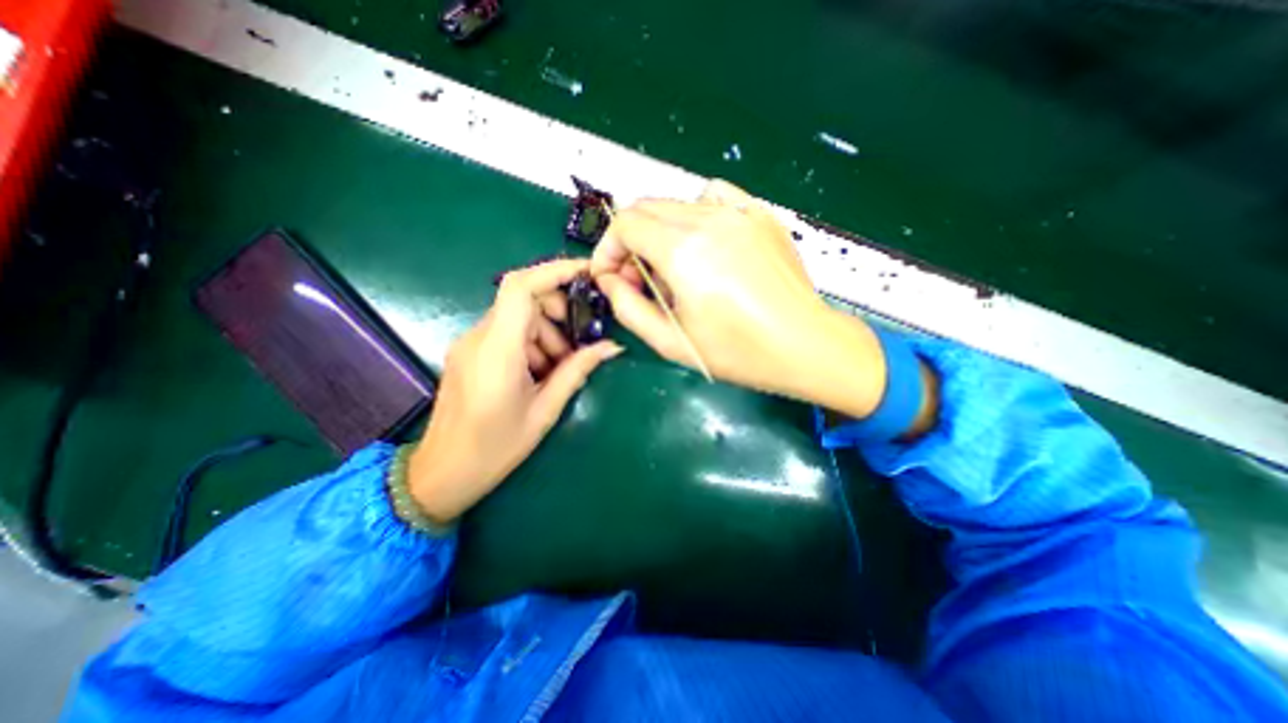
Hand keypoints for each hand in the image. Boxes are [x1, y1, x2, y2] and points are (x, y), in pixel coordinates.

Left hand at [403, 257, 621, 522]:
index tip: (586, 273)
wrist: (442, 473)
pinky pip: (506, 332)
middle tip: (577, 345)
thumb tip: (611, 347)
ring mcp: (469, 343)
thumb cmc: (495, 448)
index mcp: (497, 350)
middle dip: (557, 313)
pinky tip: (538, 373)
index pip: (521, 288)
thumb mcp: (544, 410)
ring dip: (546, 334)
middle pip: (523, 300)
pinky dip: (530, 343)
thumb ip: (577, 371)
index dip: (554, 270)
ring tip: (558, 370)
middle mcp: (478, 337)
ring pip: (517, 317)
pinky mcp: (468, 352)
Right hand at [594, 177, 898, 421]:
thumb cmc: (738, 352)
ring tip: (673, 268)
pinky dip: (696, 214)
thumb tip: (609, 280)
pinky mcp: (761, 214)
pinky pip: (714, 197)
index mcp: (684, 250)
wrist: (805, 344)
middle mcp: (709, 219)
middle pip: (647, 207)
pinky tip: (705, 244)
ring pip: (677, 203)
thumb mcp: (671, 341)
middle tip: (638, 278)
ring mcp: (739, 212)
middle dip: (630, 241)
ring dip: (660, 232)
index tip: (611, 276)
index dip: (608, 249)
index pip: (625, 224)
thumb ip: (628, 308)